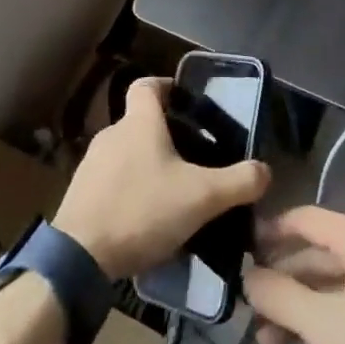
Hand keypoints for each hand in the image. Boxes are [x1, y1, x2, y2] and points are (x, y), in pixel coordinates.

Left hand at [52, 77, 270, 277]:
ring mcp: (91, 165)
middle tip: (192, 158)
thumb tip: (266, 171)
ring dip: (146, 166)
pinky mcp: (79, 195)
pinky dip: (128, 191)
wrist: (78, 258)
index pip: (147, 85)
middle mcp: (112, 134)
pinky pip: (111, 182)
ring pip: (126, 154)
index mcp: (139, 122)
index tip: (186, 103)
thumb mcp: (202, 197)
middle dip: (164, 136)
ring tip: (171, 193)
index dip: (167, 87)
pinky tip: (144, 219)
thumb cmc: (142, 210)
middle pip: (140, 122)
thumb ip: (239, 182)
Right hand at [243, 206, 344, 343]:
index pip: (306, 219)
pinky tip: (303, 341)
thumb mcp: (325, 326)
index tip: (243, 251)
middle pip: (318, 253)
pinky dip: (327, 312)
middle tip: (250, 308)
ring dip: (301, 304)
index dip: (272, 232)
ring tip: (267, 339)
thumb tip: (248, 277)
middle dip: (283, 282)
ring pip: (333, 280)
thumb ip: (281, 298)